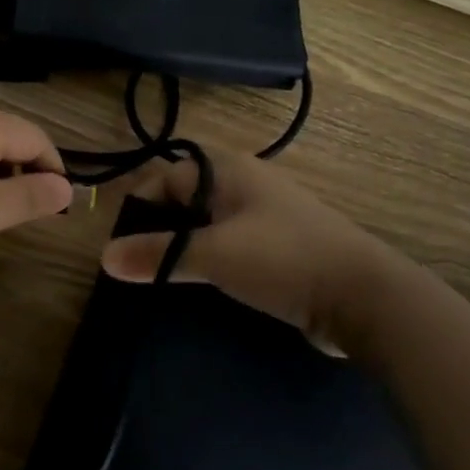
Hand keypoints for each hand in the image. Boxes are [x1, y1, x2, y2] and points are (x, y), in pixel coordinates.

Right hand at [98, 149, 415, 346]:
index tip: (123, 246)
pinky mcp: (281, 247)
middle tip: (139, 264)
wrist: (366, 298)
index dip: (140, 207)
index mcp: (228, 171)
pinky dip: (212, 261)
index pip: (166, 177)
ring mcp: (267, 216)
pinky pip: (232, 245)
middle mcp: (246, 184)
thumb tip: (104, 258)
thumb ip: (157, 255)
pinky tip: (204, 287)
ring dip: (186, 248)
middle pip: (186, 199)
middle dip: (160, 229)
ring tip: (164, 279)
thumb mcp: (213, 254)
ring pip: (209, 225)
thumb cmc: (283, 259)